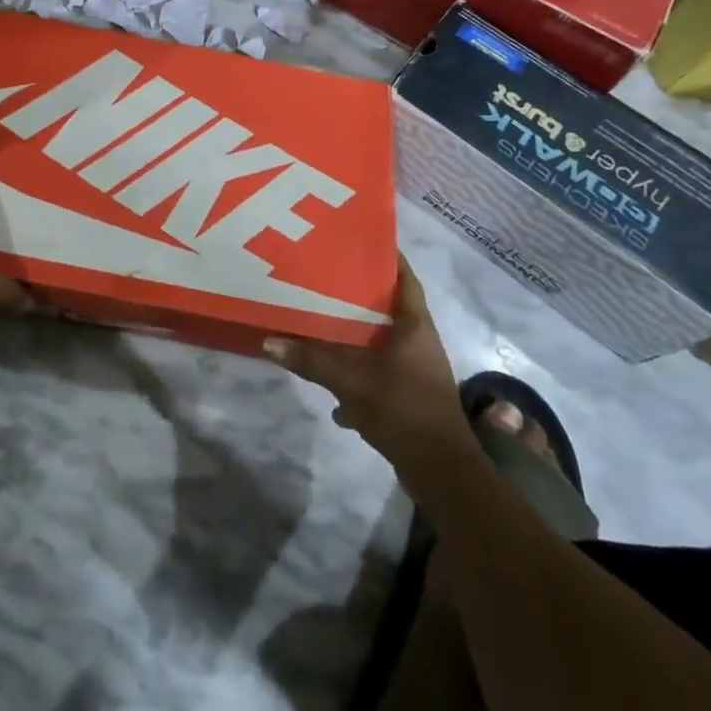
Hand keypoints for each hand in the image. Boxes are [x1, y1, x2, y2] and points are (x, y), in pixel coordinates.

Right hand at [265, 256, 462, 462]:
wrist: (442, 472)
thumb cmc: (403, 410)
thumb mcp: (350, 381)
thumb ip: (311, 360)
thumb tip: (269, 340)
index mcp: (414, 325)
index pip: (404, 277)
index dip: (387, 256)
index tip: (359, 238)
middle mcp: (420, 340)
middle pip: (390, 305)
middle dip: (361, 291)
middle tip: (327, 273)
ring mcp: (418, 369)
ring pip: (384, 338)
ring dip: (359, 331)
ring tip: (323, 317)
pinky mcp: (411, 394)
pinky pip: (382, 368)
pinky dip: (359, 368)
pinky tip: (333, 380)